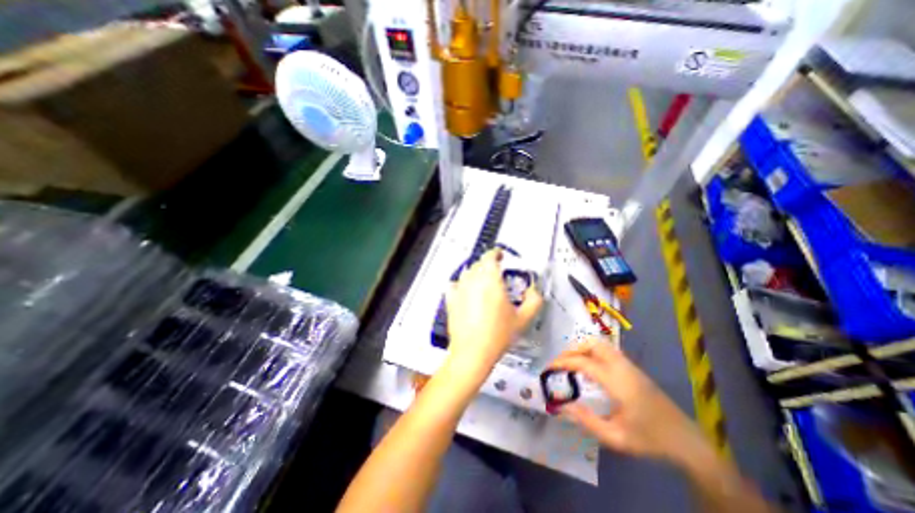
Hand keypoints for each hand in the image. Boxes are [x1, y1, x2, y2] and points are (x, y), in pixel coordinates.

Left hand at [446, 248, 541, 383]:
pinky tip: (466, 292)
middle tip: (496, 273)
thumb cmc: (497, 335)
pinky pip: (454, 284)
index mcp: (490, 279)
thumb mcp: (523, 318)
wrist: (473, 352)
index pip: (490, 256)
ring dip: (476, 273)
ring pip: (467, 272)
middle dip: (488, 264)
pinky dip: (461, 284)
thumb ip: (534, 300)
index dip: (496, 253)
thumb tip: (535, 291)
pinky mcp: (451, 300)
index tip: (501, 255)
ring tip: (483, 283)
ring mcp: (460, 289)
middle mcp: (473, 280)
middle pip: (479, 263)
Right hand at [546, 338, 710, 461]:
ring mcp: (629, 365)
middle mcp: (622, 367)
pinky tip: (589, 368)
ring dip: (582, 348)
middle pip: (593, 343)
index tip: (548, 367)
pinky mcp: (633, 368)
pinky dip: (592, 352)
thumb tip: (561, 406)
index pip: (583, 362)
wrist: (688, 441)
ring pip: (601, 344)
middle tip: (561, 362)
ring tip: (571, 363)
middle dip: (572, 348)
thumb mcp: (615, 437)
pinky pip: (607, 351)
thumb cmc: (650, 440)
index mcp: (617, 382)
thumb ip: (585, 420)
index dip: (562, 362)